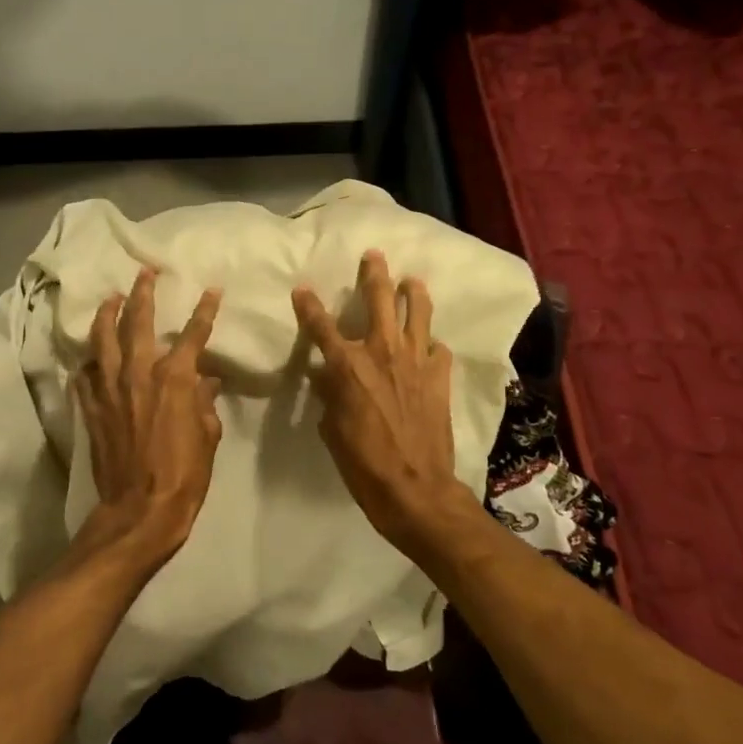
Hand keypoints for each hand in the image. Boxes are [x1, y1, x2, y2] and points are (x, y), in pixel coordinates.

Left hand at [71, 266, 223, 576]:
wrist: (139, 511)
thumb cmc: (184, 475)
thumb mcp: (207, 437)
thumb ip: (204, 403)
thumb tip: (206, 381)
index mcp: (174, 379)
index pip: (192, 334)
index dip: (204, 310)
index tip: (211, 290)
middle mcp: (138, 374)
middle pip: (137, 322)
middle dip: (142, 293)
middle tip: (144, 272)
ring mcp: (109, 390)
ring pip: (103, 340)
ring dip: (107, 315)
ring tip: (110, 299)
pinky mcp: (91, 409)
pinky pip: (84, 376)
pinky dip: (88, 363)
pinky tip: (89, 358)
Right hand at [293, 251, 474, 556]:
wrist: (414, 487)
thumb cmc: (362, 463)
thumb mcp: (331, 429)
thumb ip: (329, 395)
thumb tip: (326, 377)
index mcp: (348, 365)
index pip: (321, 326)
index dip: (309, 305)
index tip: (302, 289)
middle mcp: (382, 352)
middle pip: (379, 300)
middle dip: (374, 274)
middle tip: (374, 256)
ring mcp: (416, 361)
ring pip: (418, 313)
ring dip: (413, 293)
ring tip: (412, 280)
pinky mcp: (439, 377)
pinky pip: (438, 349)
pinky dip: (431, 344)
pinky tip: (429, 345)